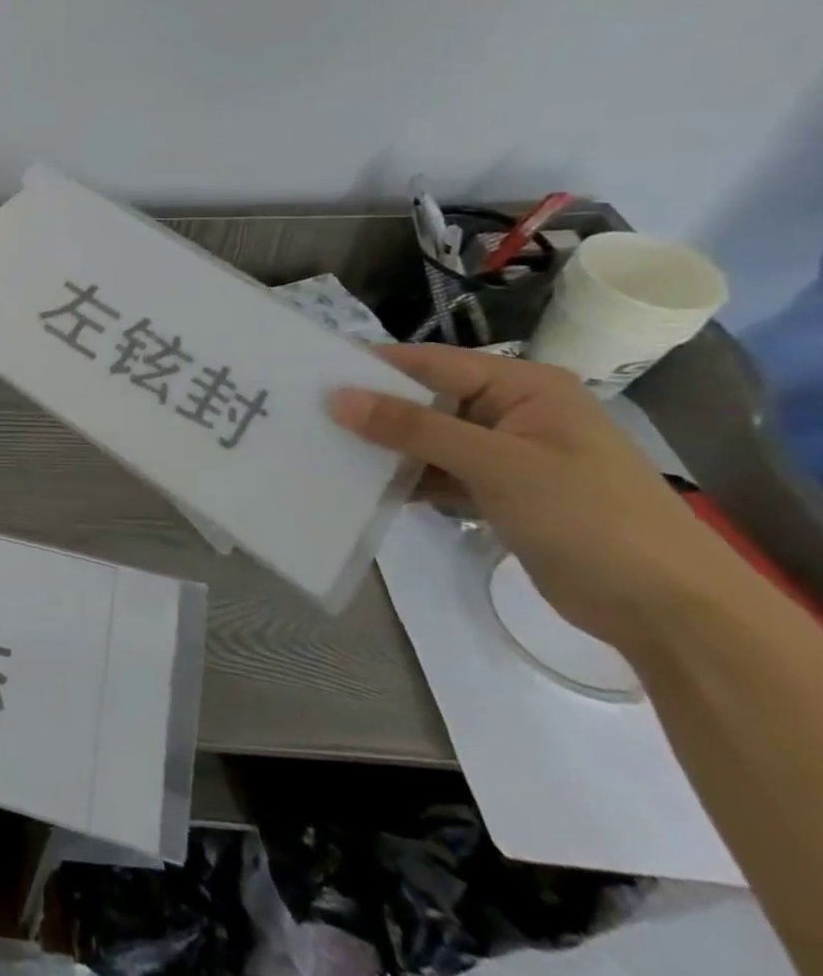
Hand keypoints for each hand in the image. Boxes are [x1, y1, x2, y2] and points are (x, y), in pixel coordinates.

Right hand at [328, 345, 745, 659]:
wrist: (670, 611)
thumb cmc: (589, 517)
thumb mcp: (497, 465)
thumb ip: (414, 428)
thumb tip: (337, 398)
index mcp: (523, 387)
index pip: (430, 363)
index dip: (371, 368)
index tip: (309, 376)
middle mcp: (511, 411)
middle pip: (425, 399)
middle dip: (372, 410)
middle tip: (307, 415)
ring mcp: (505, 454)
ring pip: (426, 439)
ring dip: (385, 448)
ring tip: (322, 449)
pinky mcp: (498, 492)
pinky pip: (437, 473)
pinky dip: (406, 479)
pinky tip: (362, 486)